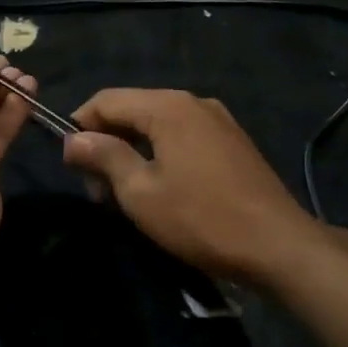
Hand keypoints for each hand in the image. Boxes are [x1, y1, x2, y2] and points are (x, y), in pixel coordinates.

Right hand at [62, 89, 321, 282]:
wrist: (278, 246)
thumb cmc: (201, 219)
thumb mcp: (140, 191)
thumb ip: (104, 157)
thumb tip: (73, 139)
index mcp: (167, 107)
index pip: (106, 100)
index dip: (79, 126)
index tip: (69, 164)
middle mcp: (193, 102)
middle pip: (132, 110)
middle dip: (106, 143)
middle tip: (96, 190)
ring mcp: (218, 121)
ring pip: (157, 125)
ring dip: (131, 152)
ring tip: (123, 195)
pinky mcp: (232, 142)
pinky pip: (182, 137)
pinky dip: (159, 155)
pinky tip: (159, 189)